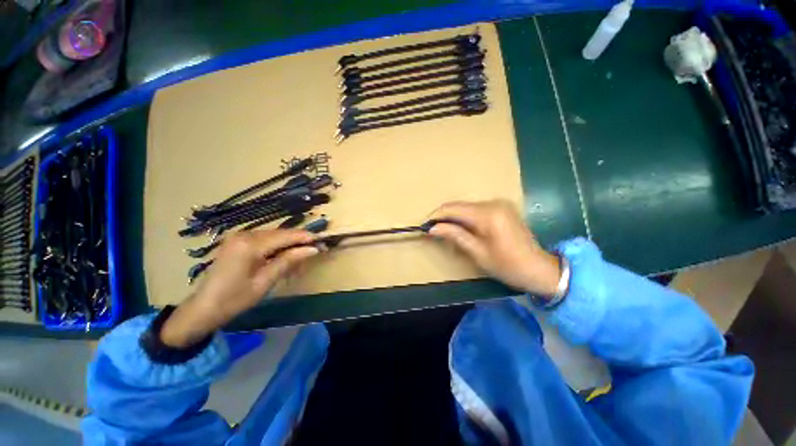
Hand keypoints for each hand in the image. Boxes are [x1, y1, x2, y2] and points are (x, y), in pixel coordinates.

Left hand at [160, 230, 318, 347]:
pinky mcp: (238, 241)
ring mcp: (239, 236)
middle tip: (315, 251)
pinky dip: (277, 247)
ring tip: (301, 257)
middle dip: (299, 241)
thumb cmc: (234, 299)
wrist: (203, 308)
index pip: (286, 235)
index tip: (322, 242)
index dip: (306, 238)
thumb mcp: (265, 281)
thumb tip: (313, 249)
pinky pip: (265, 239)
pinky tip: (283, 257)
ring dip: (289, 245)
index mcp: (249, 244)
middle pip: (281, 233)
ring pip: (274, 235)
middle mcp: (244, 234)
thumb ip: (289, 261)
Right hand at [429, 200, 560, 296]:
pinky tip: (463, 231)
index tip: (425, 226)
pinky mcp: (502, 208)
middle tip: (434, 233)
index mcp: (488, 214)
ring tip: (447, 235)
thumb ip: (455, 235)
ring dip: (454, 219)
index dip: (436, 216)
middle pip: (459, 206)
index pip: (453, 208)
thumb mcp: (478, 253)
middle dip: (444, 218)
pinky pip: (476, 210)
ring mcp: (499, 204)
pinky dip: (466, 219)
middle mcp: (493, 203)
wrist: (540, 269)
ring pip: (466, 207)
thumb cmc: (508, 266)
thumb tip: (433, 228)